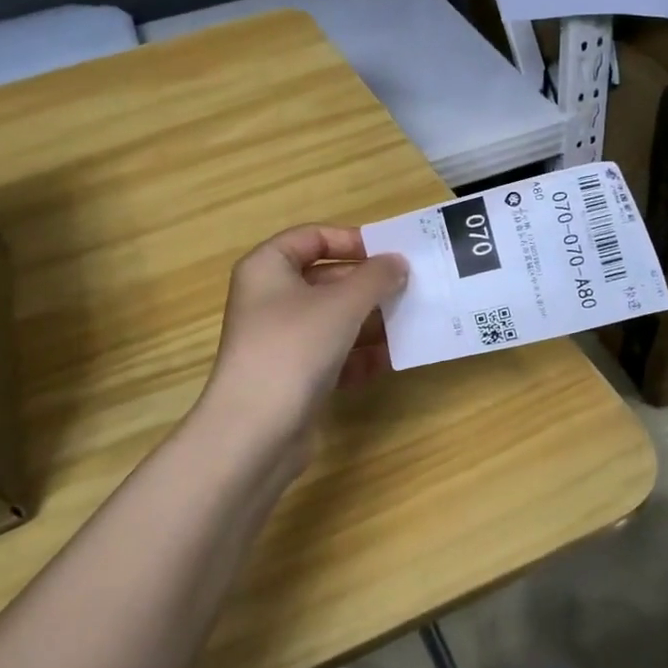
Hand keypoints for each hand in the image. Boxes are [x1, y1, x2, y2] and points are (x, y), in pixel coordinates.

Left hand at [202, 225, 408, 448]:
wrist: (256, 430)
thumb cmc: (294, 347)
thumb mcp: (342, 303)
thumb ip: (376, 277)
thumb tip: (397, 262)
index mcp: (267, 268)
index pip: (312, 237)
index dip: (351, 240)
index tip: (389, 253)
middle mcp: (269, 299)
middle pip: (326, 279)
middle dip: (368, 286)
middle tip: (409, 289)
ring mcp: (280, 340)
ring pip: (332, 319)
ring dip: (370, 321)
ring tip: (410, 323)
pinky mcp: (292, 376)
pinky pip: (332, 354)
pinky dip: (359, 355)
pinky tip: (390, 360)